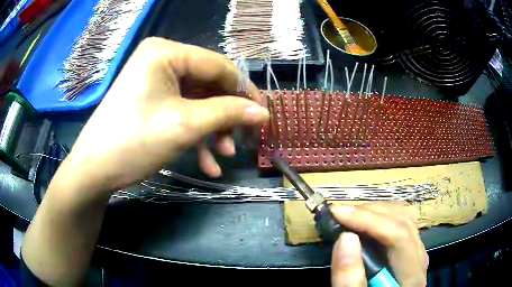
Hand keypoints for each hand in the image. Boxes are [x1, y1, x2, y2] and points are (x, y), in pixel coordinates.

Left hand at [64, 37, 268, 193]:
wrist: (94, 170)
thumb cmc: (134, 141)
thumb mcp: (185, 125)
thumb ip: (228, 113)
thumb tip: (263, 113)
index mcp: (166, 52)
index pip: (218, 65)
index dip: (244, 91)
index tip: (262, 115)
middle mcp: (161, 60)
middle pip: (208, 84)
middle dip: (226, 116)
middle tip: (243, 140)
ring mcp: (155, 81)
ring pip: (197, 102)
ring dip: (213, 129)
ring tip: (224, 155)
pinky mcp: (151, 100)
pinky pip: (181, 112)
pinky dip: (195, 135)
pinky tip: (207, 163)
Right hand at [330, 204, 427, 285]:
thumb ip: (350, 279)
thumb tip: (345, 237)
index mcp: (412, 274)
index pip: (399, 235)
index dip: (368, 219)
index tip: (338, 213)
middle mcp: (419, 257)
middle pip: (403, 221)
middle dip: (370, 212)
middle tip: (340, 215)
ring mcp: (416, 252)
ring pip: (404, 218)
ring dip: (376, 212)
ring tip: (350, 217)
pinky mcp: (409, 251)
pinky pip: (400, 224)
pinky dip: (380, 219)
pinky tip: (365, 225)